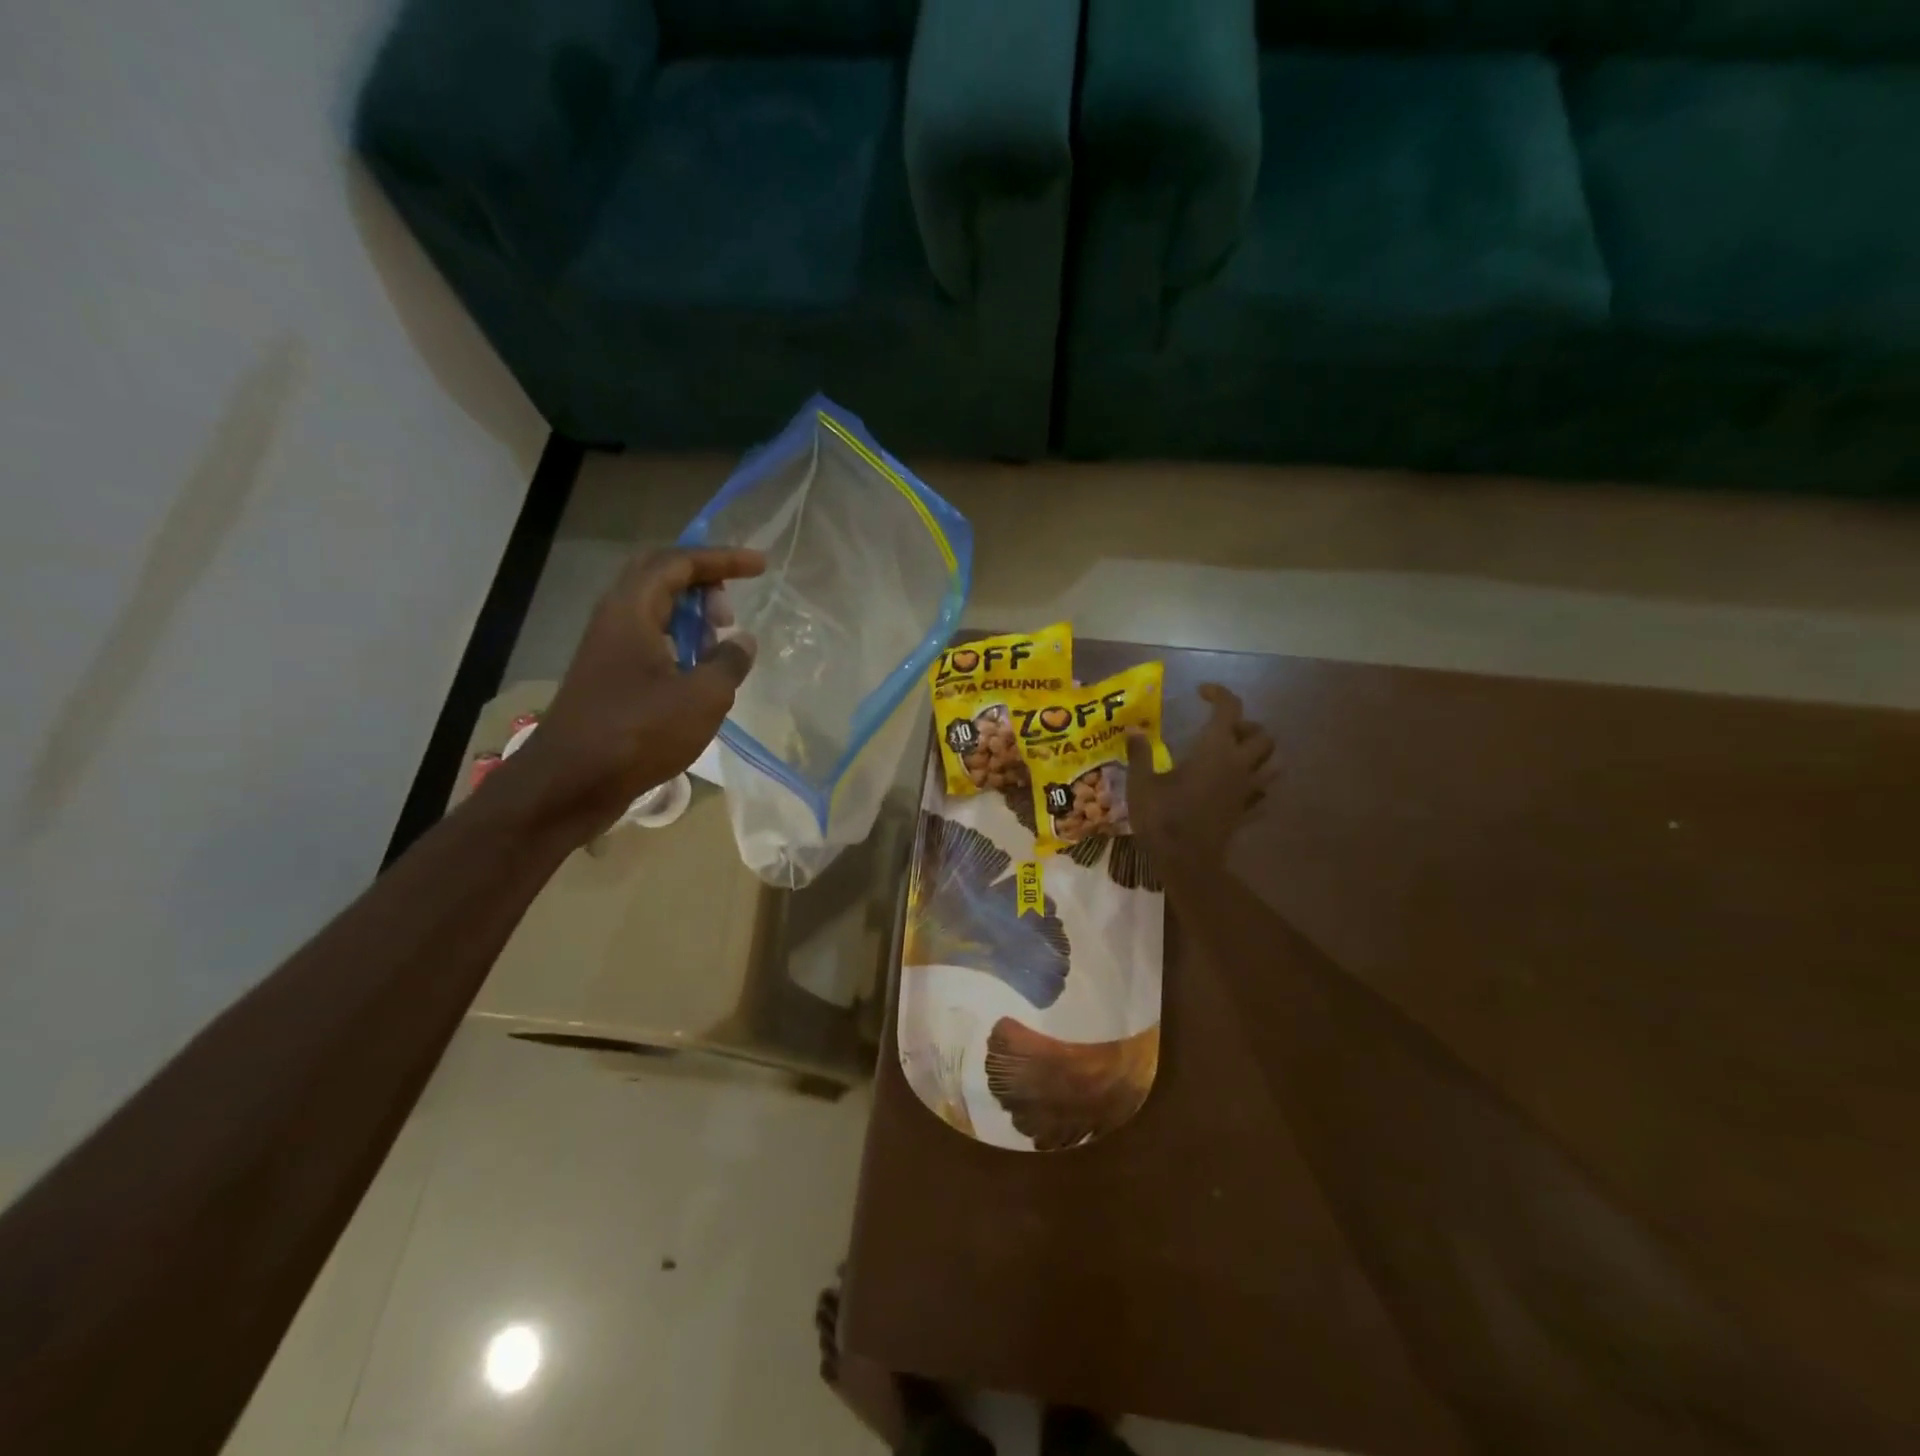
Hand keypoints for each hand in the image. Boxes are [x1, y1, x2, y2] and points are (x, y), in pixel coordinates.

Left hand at [492, 546, 764, 843]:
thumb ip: (729, 662)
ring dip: (690, 614)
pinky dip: (678, 640)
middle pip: (658, 576)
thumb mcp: (703, 697)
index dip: (722, 559)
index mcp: (632, 610)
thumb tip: (742, 641)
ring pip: (652, 609)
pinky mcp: (607, 675)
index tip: (760, 566)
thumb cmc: (639, 733)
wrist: (570, 783)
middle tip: (731, 605)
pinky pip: (648, 638)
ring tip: (721, 641)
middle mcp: (614, 618)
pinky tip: (698, 671)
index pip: (678, 563)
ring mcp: (606, 647)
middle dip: (702, 581)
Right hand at [1126, 683, 1274, 867]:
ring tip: (1235, 756)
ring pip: (1273, 763)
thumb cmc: (1162, 818)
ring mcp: (1247, 791)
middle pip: (1262, 735)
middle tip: (1220, 731)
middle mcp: (1238, 765)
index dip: (1218, 694)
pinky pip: (1263, 794)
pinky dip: (1256, 785)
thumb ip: (1140, 754)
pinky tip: (1238, 788)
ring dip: (1259, 754)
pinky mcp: (1247, 812)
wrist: (1186, 862)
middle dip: (1245, 726)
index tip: (1201, 692)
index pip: (1229, 709)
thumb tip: (1134, 731)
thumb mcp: (1141, 783)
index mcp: (1214, 750)